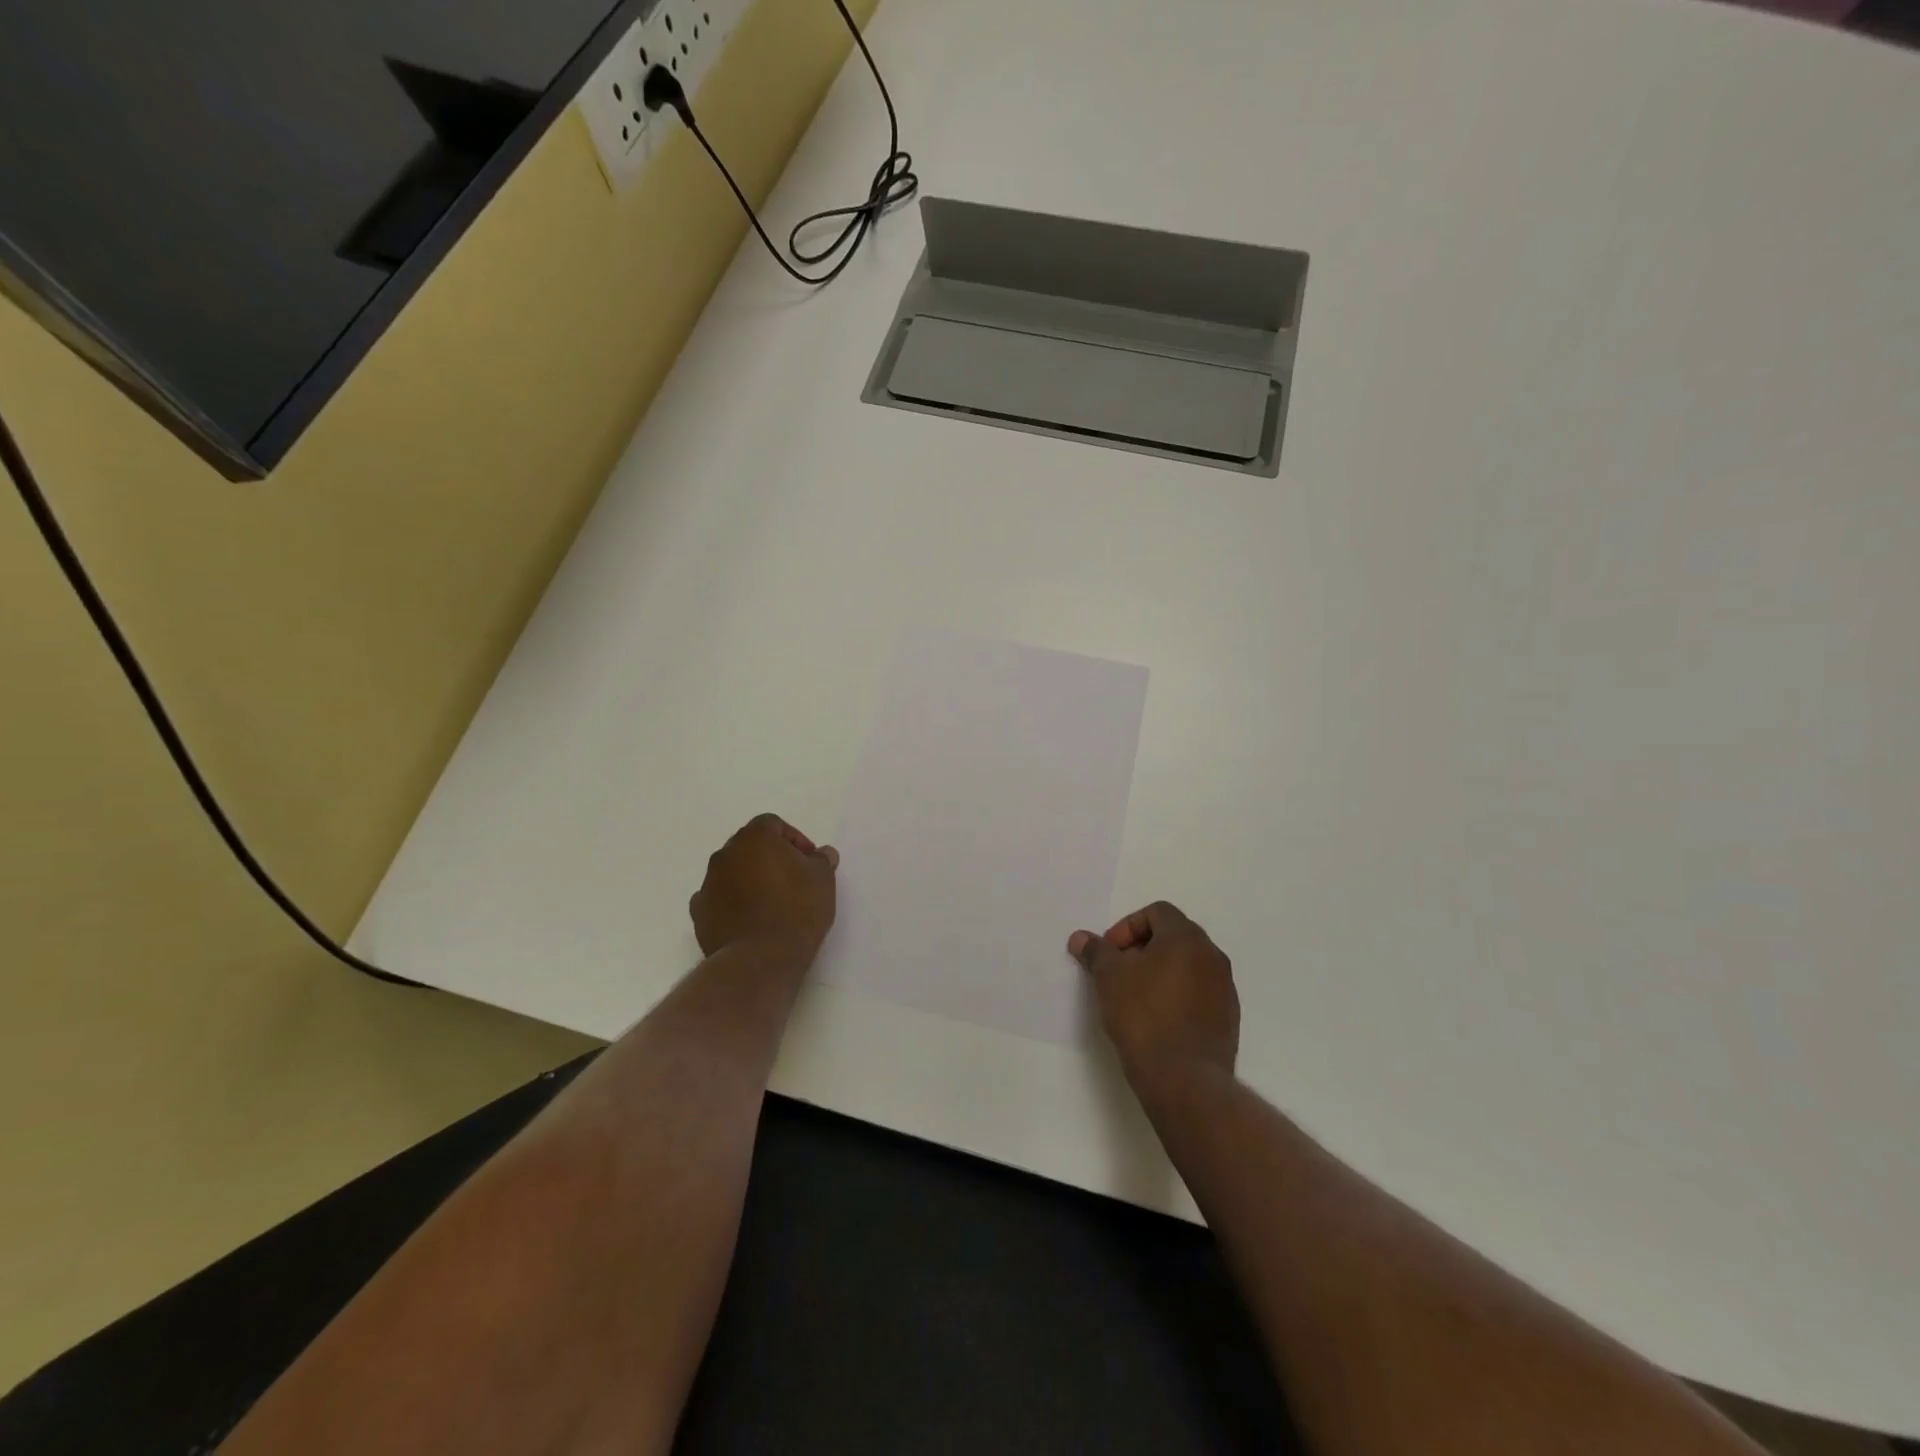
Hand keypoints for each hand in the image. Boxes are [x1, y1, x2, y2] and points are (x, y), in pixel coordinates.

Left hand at [690, 814, 838, 955]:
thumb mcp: (823, 880)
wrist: (760, 958)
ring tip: (772, 903)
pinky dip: (732, 903)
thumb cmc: (797, 909)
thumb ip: (822, 860)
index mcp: (755, 838)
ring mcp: (708, 883)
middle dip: (770, 857)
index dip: (794, 839)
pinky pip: (718, 898)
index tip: (808, 861)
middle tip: (792, 879)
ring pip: (732, 871)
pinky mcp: (699, 913)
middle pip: (749, 846)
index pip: (773, 824)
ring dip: (749, 879)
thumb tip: (822, 853)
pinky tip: (750, 920)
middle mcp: (726, 854)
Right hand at [1070, 902, 1238, 1090]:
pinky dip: (1177, 996)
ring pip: (1187, 966)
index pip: (1157, 912)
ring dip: (1161, 972)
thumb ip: (1096, 952)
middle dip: (1142, 949)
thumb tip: (1081, 938)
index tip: (1110, 954)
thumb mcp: (1109, 978)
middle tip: (1119, 973)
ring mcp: (1225, 988)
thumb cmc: (1143, 1016)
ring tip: (1135, 998)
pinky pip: (1199, 993)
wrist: (1184, 1079)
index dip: (1127, 927)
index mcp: (1187, 938)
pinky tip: (1157, 1021)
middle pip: (1173, 936)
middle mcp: (1212, 956)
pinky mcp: (1228, 1019)